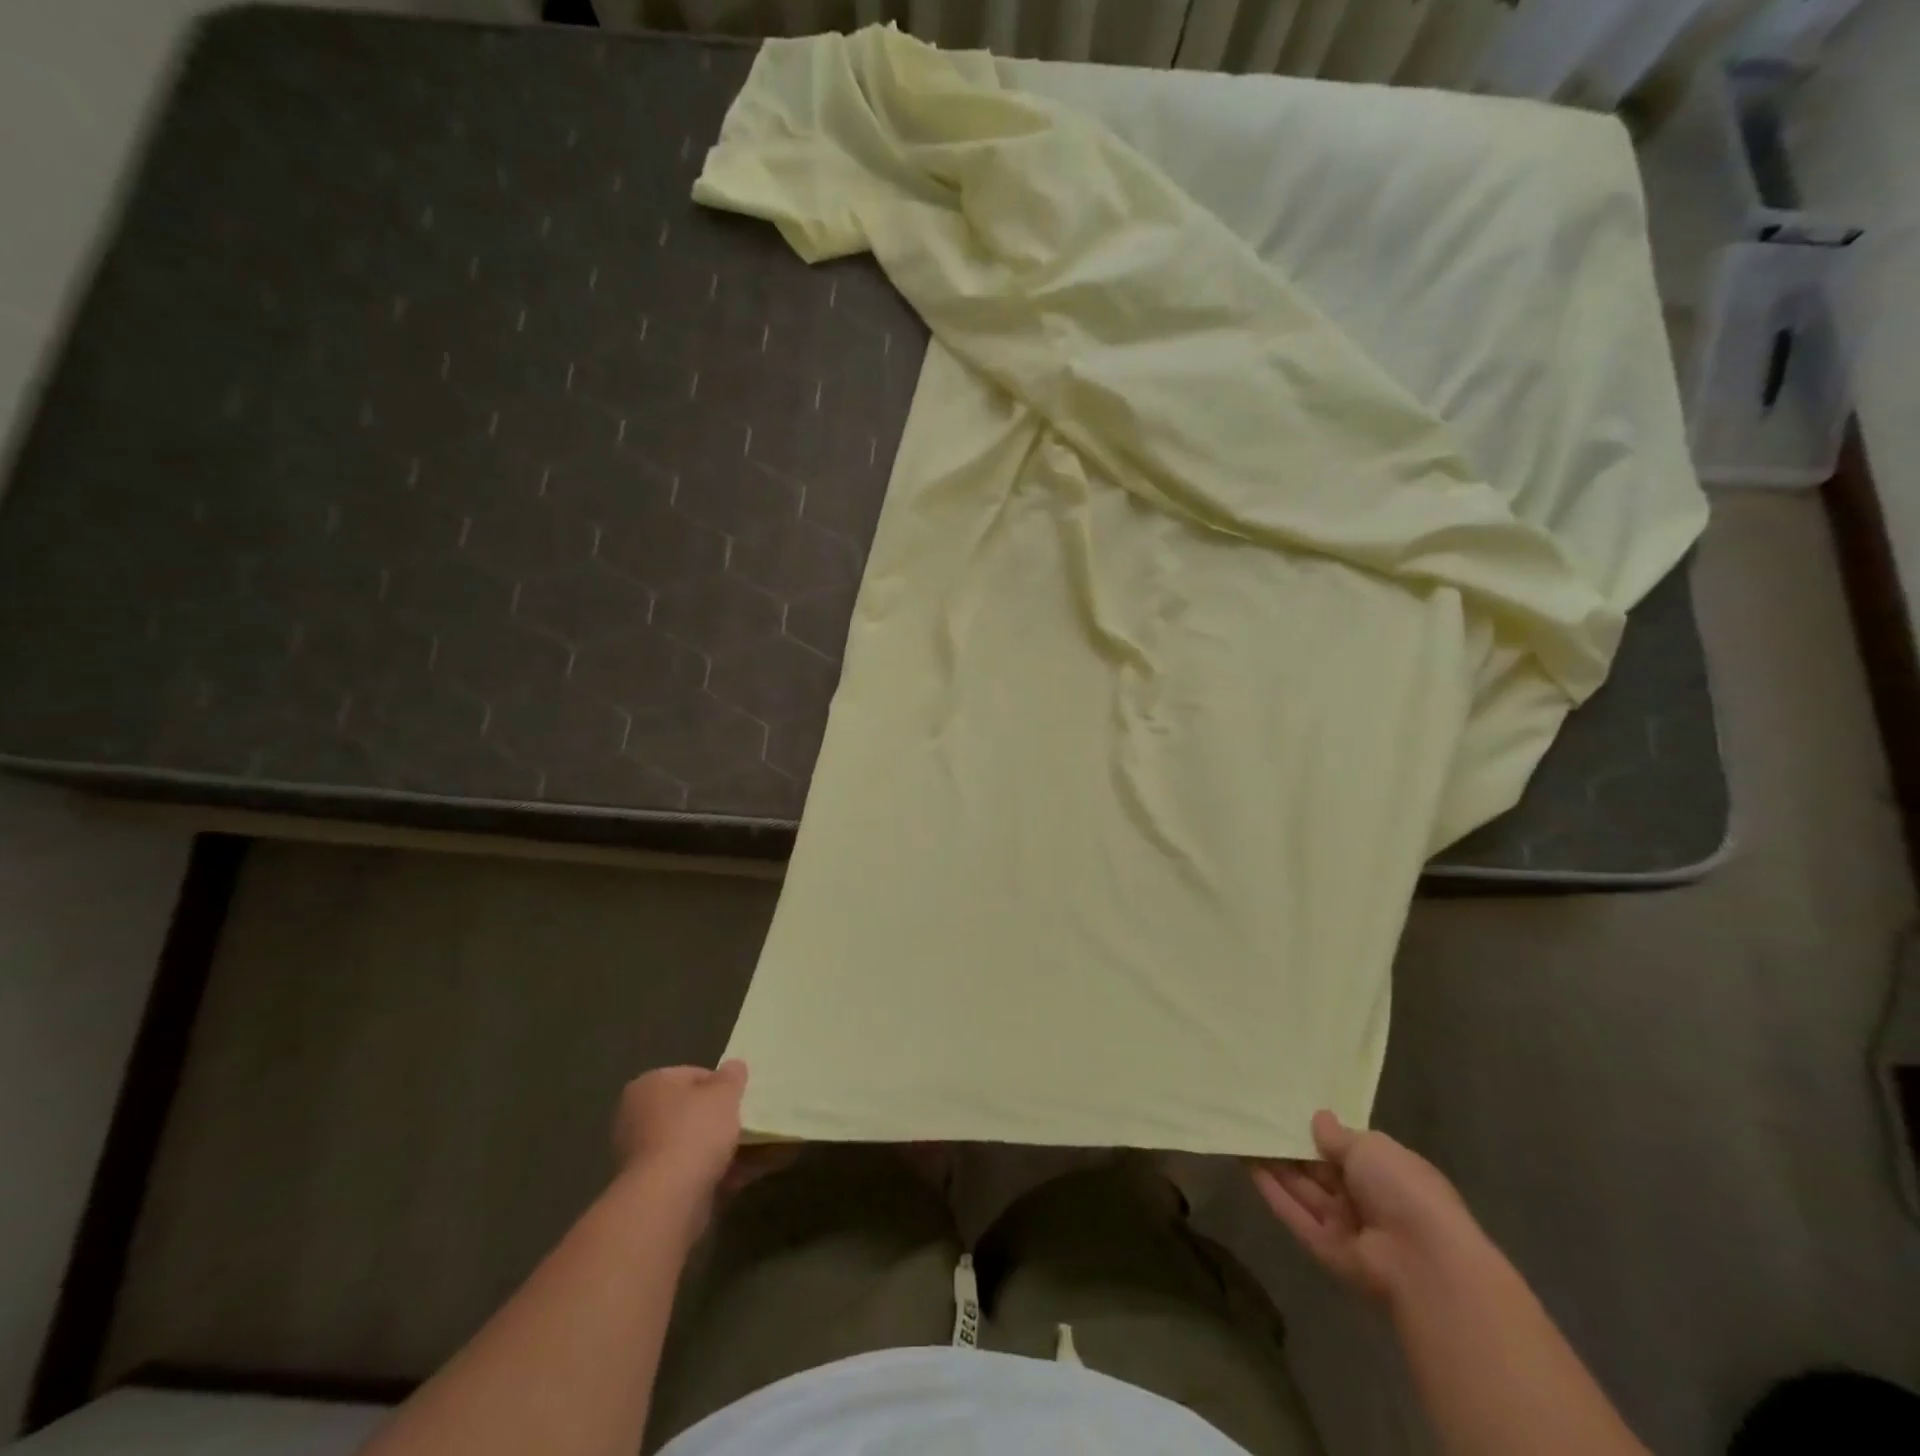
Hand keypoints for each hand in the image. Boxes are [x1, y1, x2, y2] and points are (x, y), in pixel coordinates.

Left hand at [612, 1062, 749, 1214]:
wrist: (668, 1198)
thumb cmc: (694, 1131)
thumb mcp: (725, 1092)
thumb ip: (732, 1076)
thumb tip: (733, 1067)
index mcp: (649, 1085)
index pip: (691, 1075)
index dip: (720, 1085)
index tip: (739, 1099)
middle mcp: (636, 1117)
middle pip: (687, 1112)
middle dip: (716, 1119)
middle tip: (744, 1125)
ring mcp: (639, 1156)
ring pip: (688, 1144)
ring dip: (716, 1149)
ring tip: (750, 1154)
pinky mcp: (648, 1189)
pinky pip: (686, 1172)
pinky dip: (709, 1173)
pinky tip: (737, 1178)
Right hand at [1249, 1110, 1482, 1302]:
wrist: (1424, 1261)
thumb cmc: (1404, 1190)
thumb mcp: (1370, 1147)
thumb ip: (1338, 1135)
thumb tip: (1318, 1119)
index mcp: (1386, 1172)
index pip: (1346, 1149)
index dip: (1318, 1132)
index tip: (1287, 1109)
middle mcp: (1365, 1199)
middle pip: (1320, 1170)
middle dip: (1291, 1147)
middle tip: (1256, 1117)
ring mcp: (1345, 1226)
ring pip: (1303, 1191)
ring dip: (1275, 1166)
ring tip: (1243, 1134)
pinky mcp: (1325, 1249)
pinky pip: (1296, 1216)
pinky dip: (1273, 1192)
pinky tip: (1247, 1165)